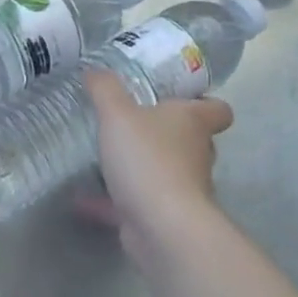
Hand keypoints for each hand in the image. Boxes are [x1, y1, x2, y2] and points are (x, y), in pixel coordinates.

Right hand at [80, 69, 233, 261]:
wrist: (162, 226)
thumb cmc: (147, 158)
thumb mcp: (118, 114)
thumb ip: (105, 89)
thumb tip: (95, 70)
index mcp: (193, 123)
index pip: (217, 109)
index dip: (203, 102)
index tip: (177, 98)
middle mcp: (195, 154)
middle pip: (190, 139)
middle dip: (165, 134)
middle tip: (132, 123)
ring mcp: (182, 188)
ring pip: (165, 172)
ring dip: (141, 167)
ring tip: (106, 158)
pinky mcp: (163, 216)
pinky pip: (135, 202)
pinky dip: (111, 200)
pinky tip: (81, 197)